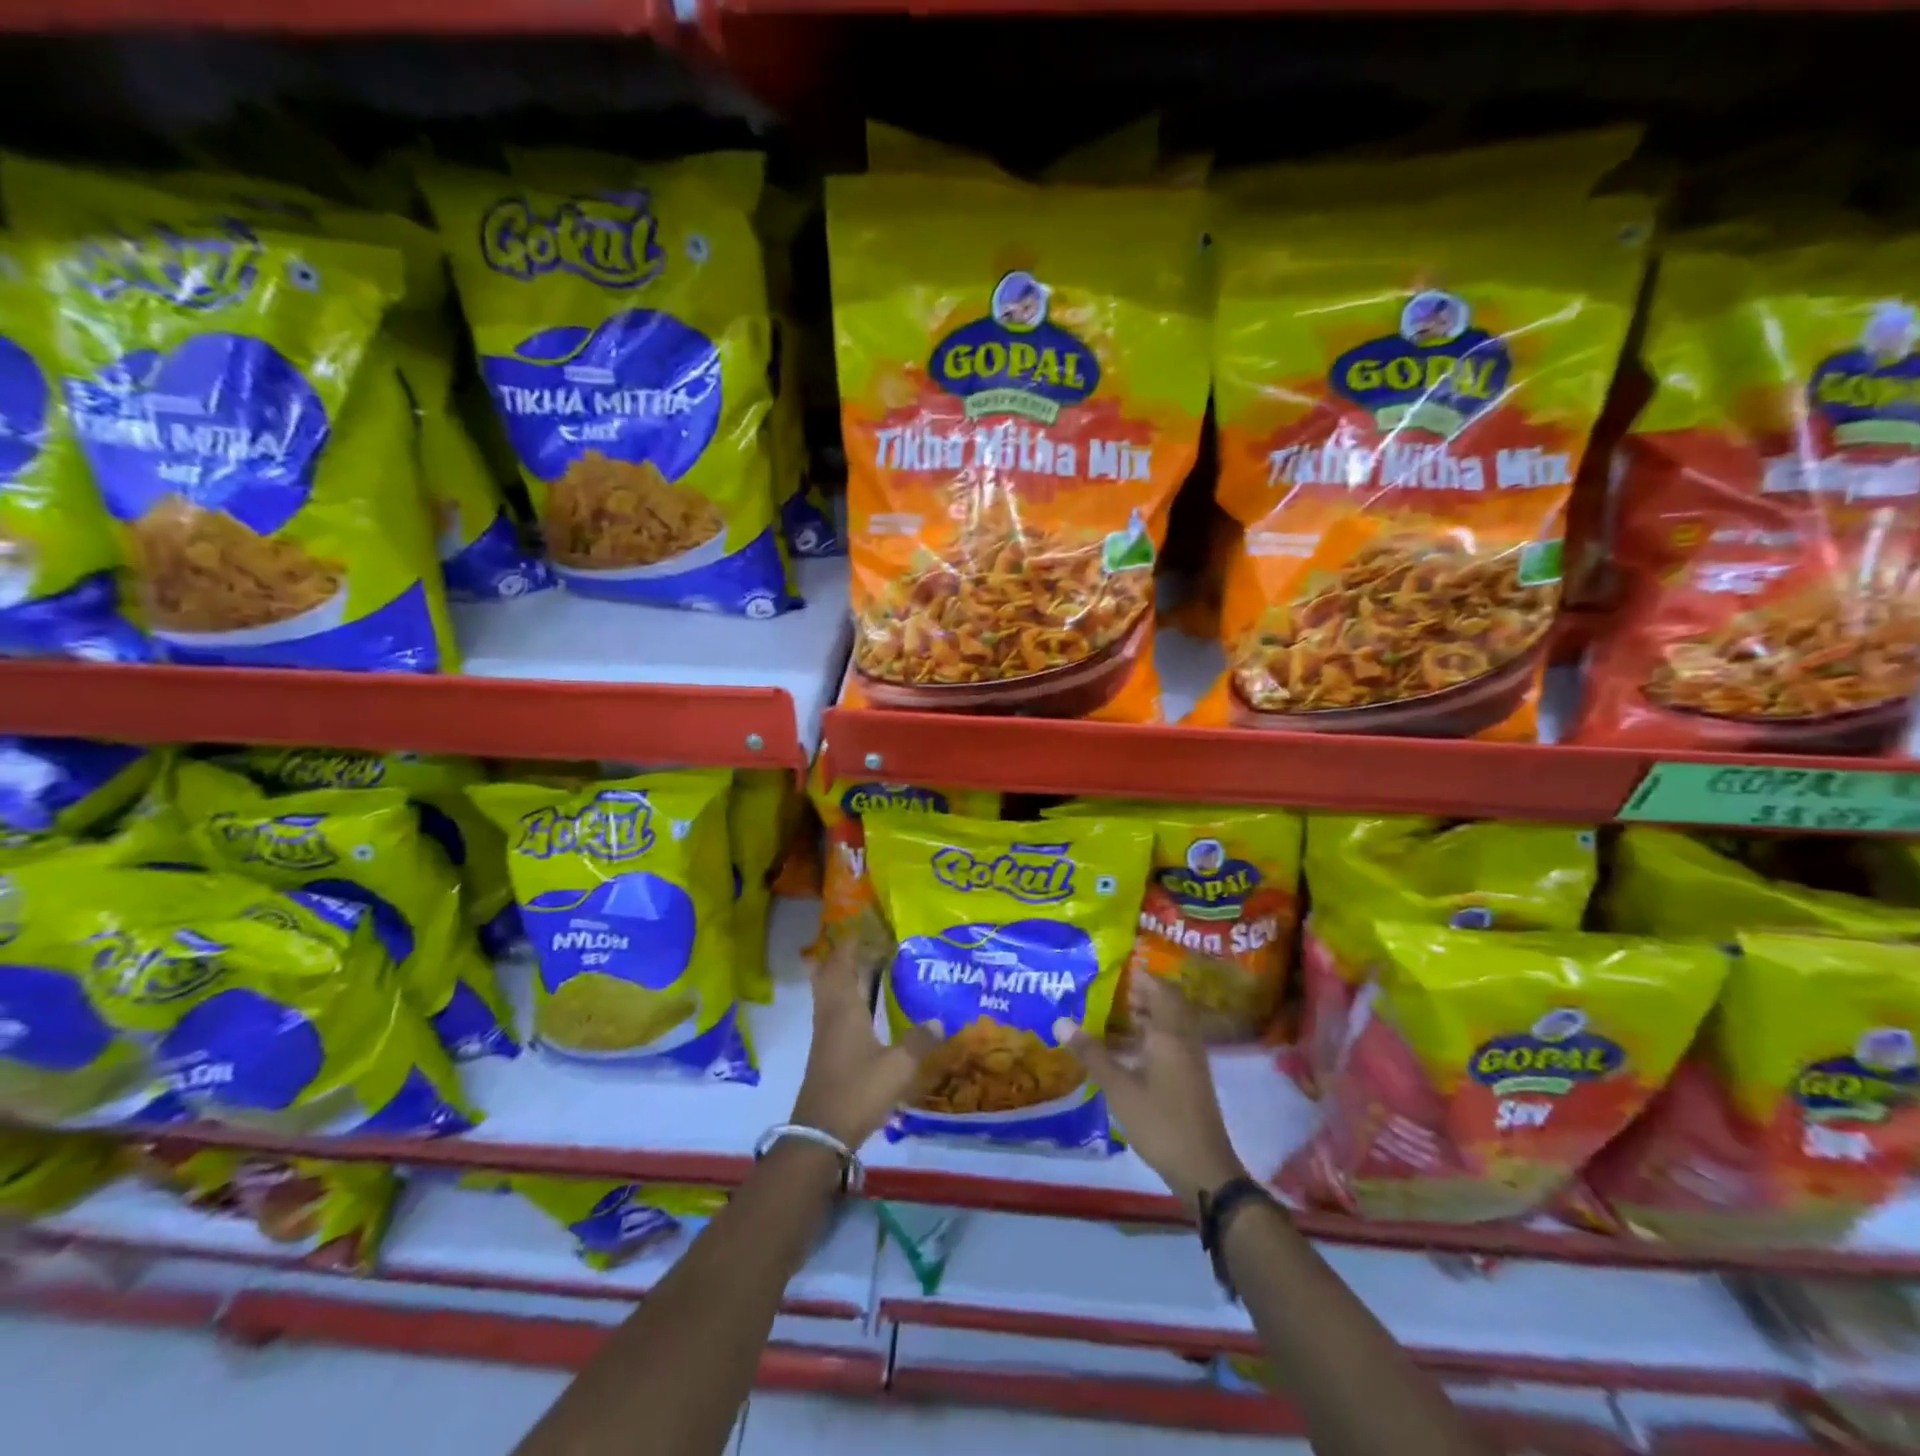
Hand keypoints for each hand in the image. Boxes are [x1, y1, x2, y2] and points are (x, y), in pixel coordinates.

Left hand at [790, 940, 935, 1149]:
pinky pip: (831, 1012)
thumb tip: (941, 1020)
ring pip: (827, 994)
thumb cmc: (858, 1091)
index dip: (849, 944)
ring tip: (863, 967)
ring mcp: (824, 1035)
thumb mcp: (898, 1067)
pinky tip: (863, 1009)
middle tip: (862, 943)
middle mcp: (830, 1015)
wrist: (821, 1134)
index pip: (841, 964)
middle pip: (827, 975)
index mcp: (844, 1009)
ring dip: (841, 977)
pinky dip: (844, 1000)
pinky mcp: (825, 1053)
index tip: (862, 927)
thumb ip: (919, 1042)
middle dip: (841, 956)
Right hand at [1056, 976, 1246, 1216]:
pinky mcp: (1190, 1078)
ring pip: (1170, 1024)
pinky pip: (1172, 1042)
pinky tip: (1128, 1049)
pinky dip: (1152, 1035)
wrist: (1203, 1169)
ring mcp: (1191, 1060)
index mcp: (1170, 1033)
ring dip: (1147, 1014)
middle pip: (1168, 1004)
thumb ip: (1091, 1053)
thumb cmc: (1160, 1121)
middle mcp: (1184, 1039)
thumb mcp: (1119, 1087)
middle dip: (1142, 993)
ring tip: (1113, 1013)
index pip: (1160, 989)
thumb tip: (1060, 1020)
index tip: (1114, 968)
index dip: (1140, 976)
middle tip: (1109, 989)